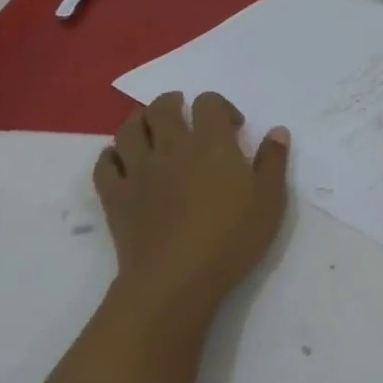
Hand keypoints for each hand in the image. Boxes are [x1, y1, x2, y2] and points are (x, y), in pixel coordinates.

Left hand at [95, 91, 290, 306]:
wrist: (176, 279)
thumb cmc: (230, 238)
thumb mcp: (269, 200)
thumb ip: (273, 161)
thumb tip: (277, 130)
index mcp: (211, 143)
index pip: (208, 102)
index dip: (220, 106)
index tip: (232, 127)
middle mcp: (171, 146)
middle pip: (162, 107)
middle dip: (173, 103)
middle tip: (184, 114)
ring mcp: (138, 170)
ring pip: (129, 128)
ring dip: (140, 121)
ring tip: (151, 129)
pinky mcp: (115, 196)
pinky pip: (104, 164)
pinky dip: (111, 155)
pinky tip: (122, 161)